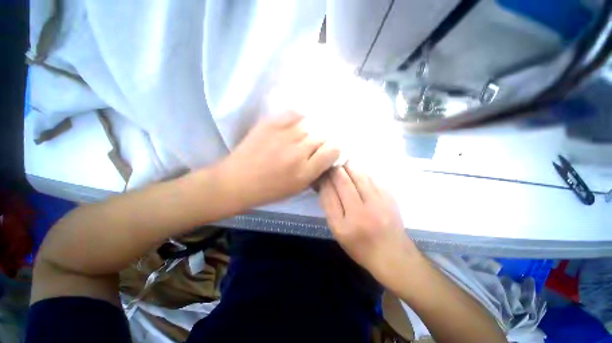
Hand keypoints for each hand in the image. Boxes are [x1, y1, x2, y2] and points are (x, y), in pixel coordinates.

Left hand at [217, 111, 339, 209]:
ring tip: (302, 136)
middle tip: (313, 145)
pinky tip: (295, 126)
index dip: (333, 149)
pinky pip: (295, 113)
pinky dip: (299, 118)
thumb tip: (327, 154)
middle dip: (322, 141)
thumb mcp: (298, 188)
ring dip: (310, 130)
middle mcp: (298, 152)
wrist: (238, 180)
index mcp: (305, 172)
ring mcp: (284, 135)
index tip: (328, 151)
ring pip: (311, 124)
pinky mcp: (271, 124)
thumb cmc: (269, 190)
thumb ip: (316, 171)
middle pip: (323, 135)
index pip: (333, 150)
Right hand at [319, 163, 420, 285]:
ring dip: (349, 167)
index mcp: (343, 226)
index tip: (322, 173)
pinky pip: (372, 179)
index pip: (329, 195)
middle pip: (343, 182)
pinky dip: (362, 172)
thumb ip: (330, 208)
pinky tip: (358, 172)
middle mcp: (360, 213)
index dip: (324, 180)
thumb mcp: (338, 232)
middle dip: (335, 170)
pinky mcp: (389, 198)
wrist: (392, 254)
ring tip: (344, 163)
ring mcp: (378, 204)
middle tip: (332, 164)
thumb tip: (325, 184)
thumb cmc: (360, 246)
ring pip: (359, 176)